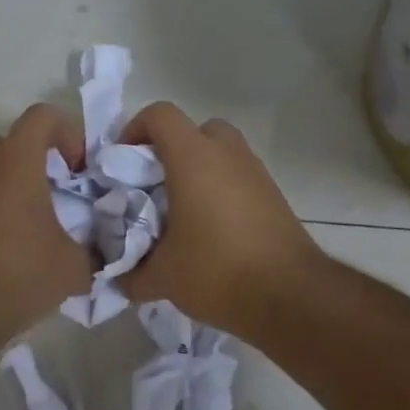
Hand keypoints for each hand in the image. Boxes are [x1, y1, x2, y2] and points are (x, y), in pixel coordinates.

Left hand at [0, 104, 94, 346]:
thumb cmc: (16, 275)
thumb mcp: (74, 267)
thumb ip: (96, 252)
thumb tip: (106, 253)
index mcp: (14, 161)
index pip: (41, 116)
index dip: (68, 133)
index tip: (79, 170)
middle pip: (0, 136)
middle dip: (26, 153)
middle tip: (48, 184)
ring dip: (5, 181)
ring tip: (30, 217)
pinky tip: (10, 244)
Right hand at [119, 102, 321, 334]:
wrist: (290, 294)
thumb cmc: (217, 271)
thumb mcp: (162, 278)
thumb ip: (132, 274)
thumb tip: (119, 279)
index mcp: (193, 158)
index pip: (160, 115)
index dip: (135, 129)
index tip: (123, 162)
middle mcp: (227, 153)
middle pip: (195, 129)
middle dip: (172, 150)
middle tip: (155, 185)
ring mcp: (255, 171)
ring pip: (221, 152)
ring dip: (200, 170)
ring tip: (183, 212)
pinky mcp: (274, 194)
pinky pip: (239, 176)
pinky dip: (222, 189)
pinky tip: (212, 229)